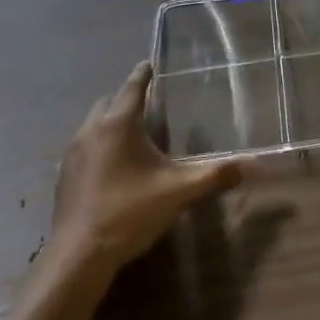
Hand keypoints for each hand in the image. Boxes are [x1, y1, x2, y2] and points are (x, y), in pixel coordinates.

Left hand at [51, 62, 250, 274]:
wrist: (79, 256)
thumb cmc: (130, 212)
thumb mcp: (179, 192)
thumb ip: (215, 175)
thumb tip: (254, 164)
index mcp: (117, 125)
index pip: (132, 88)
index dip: (143, 75)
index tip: (149, 64)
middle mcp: (90, 132)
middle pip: (108, 103)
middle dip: (126, 98)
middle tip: (147, 103)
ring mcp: (73, 155)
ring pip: (92, 126)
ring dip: (110, 123)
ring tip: (133, 134)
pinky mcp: (65, 177)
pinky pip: (84, 148)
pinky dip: (100, 146)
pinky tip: (114, 167)